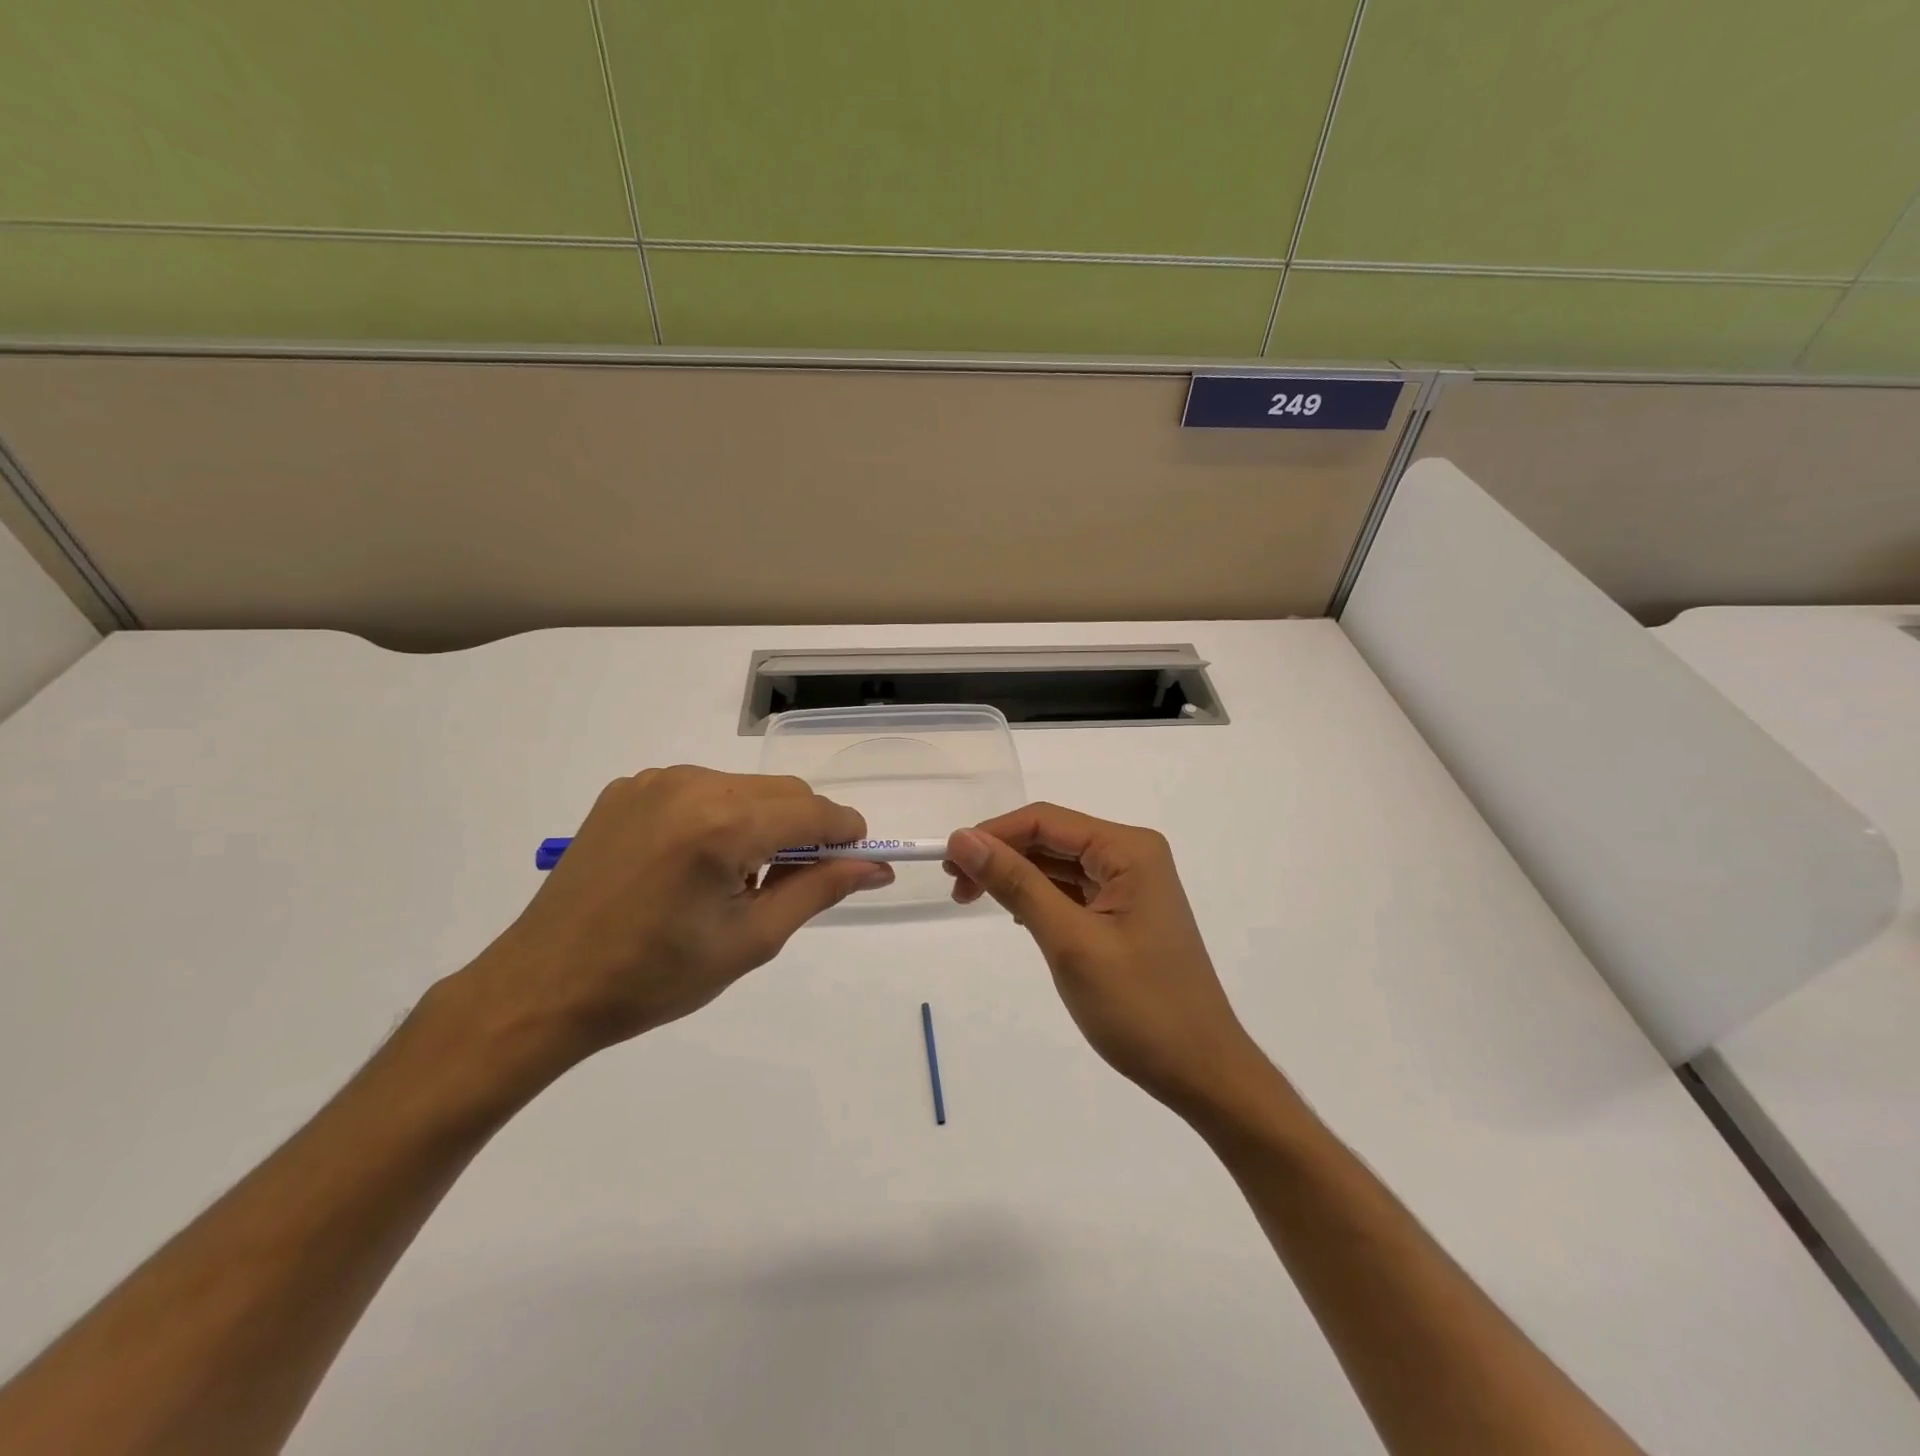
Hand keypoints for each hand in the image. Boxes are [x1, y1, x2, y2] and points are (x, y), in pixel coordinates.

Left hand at [468, 767, 890, 1057]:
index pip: (814, 812)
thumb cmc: (653, 978)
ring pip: (744, 787)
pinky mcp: (627, 789)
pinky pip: (701, 790)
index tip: (857, 863)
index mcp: (723, 825)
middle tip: (792, 884)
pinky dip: (719, 816)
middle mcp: (692, 785)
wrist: (542, 987)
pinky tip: (695, 863)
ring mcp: (655, 781)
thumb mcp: (750, 940)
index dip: (845, 835)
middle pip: (783, 792)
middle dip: (805, 830)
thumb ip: (818, 890)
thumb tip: (874, 868)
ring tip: (736, 879)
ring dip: (762, 822)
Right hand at [945, 804, 1262, 1114]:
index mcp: (1128, 850)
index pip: (1046, 820)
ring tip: (972, 899)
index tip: (946, 861)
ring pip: (1059, 864)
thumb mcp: (1069, 942)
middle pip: (1052, 838)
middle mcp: (1132, 856)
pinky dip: (1039, 897)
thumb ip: (1017, 883)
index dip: (992, 834)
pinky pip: (1073, 890)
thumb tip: (963, 839)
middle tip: (955, 887)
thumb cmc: (1140, 1007)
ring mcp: (1132, 885)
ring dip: (1016, 877)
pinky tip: (1016, 914)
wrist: (1202, 1072)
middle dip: (1001, 855)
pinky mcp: (1126, 913)